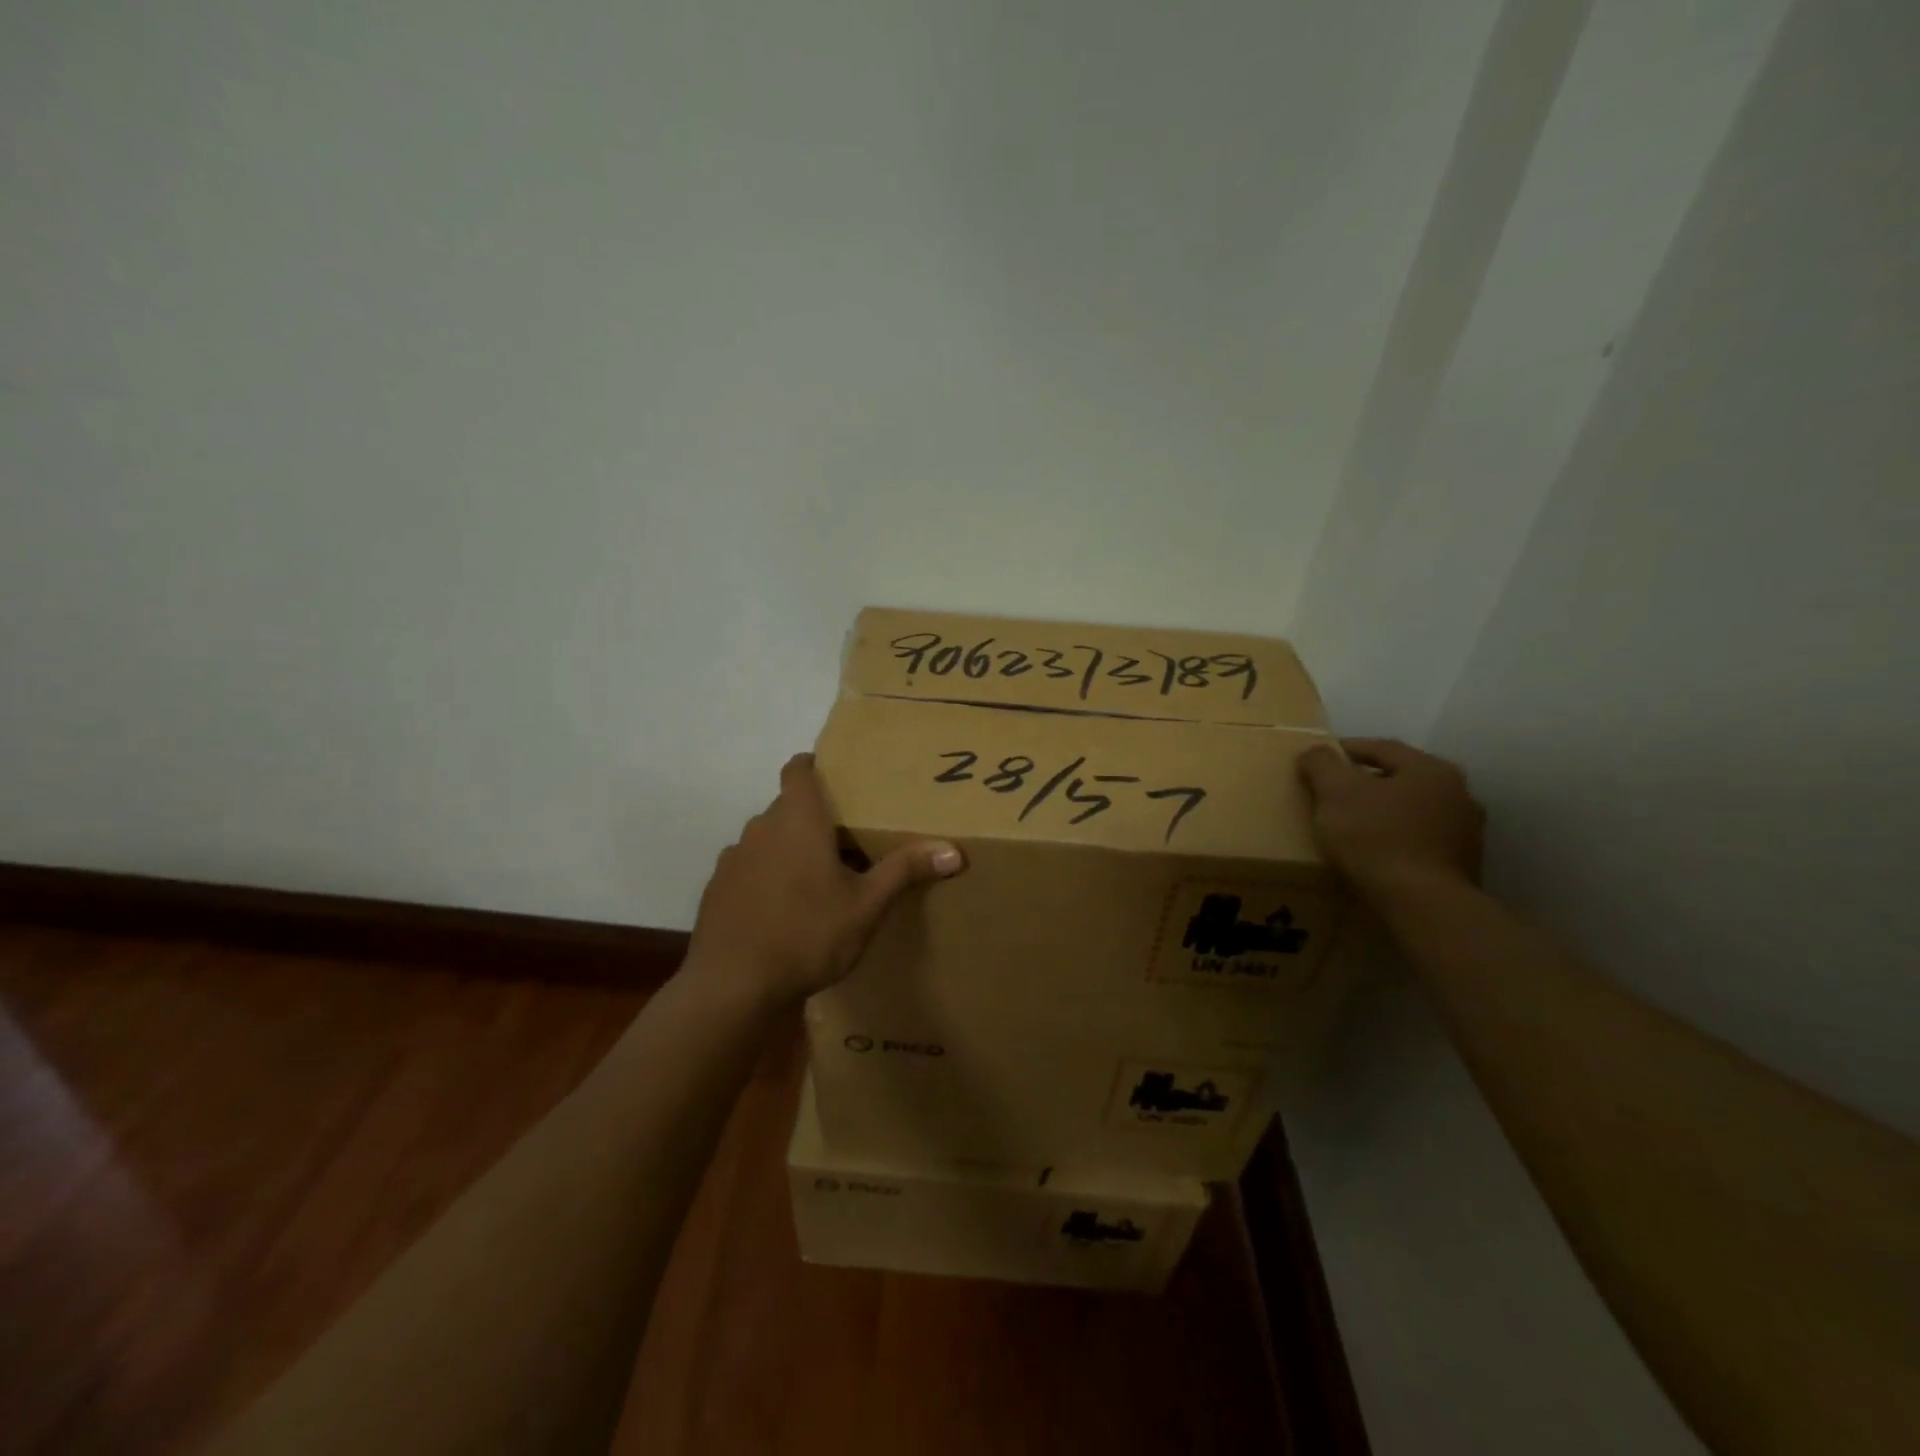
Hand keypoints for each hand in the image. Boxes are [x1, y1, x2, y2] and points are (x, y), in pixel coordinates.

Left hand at [686, 753, 964, 1006]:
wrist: (732, 987)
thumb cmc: (807, 934)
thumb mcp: (866, 906)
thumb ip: (904, 871)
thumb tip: (953, 851)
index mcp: (797, 820)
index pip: (799, 769)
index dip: (814, 765)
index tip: (836, 776)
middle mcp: (760, 828)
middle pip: (787, 807)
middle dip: (814, 818)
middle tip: (847, 839)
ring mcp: (733, 859)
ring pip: (767, 839)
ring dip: (788, 849)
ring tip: (817, 878)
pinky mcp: (716, 890)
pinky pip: (748, 868)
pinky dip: (766, 876)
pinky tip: (783, 911)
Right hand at [1297, 738, 1484, 903]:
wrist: (1422, 904)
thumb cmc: (1376, 837)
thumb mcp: (1335, 792)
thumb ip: (1322, 763)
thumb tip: (1315, 750)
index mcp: (1430, 769)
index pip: (1381, 748)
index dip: (1345, 749)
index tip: (1319, 759)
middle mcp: (1458, 793)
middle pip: (1400, 778)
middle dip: (1367, 782)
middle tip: (1334, 792)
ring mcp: (1467, 831)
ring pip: (1413, 810)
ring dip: (1385, 812)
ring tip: (1353, 825)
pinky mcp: (1463, 864)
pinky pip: (1421, 840)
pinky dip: (1398, 839)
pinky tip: (1377, 853)